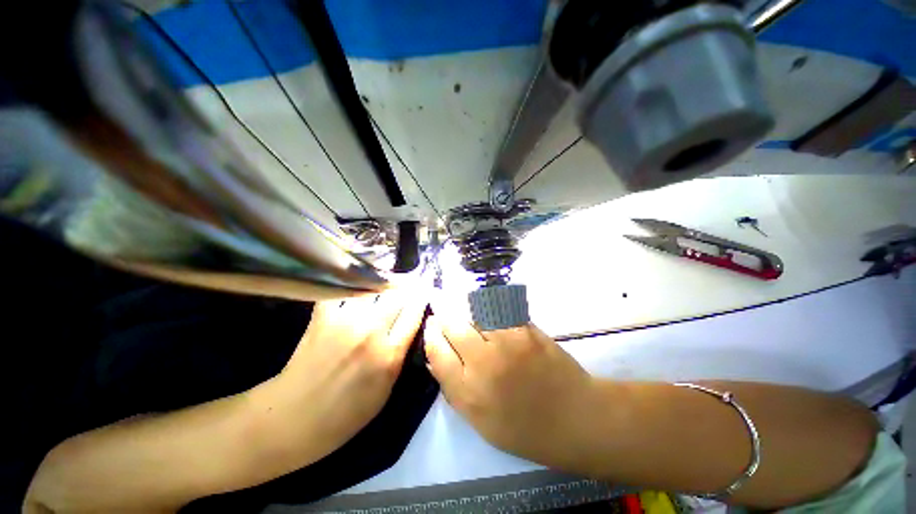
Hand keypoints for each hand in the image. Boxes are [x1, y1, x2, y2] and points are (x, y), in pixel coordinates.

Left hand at [258, 288, 427, 461]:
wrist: (293, 417)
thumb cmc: (346, 413)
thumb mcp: (387, 389)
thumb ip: (401, 354)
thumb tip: (410, 325)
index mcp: (390, 354)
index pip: (414, 312)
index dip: (422, 297)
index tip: (425, 289)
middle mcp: (371, 331)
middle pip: (398, 295)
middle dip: (407, 285)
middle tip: (410, 281)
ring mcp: (346, 321)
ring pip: (374, 288)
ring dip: (384, 284)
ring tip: (387, 282)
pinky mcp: (324, 315)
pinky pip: (346, 290)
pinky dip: (355, 287)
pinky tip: (359, 286)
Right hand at [423, 311, 595, 470]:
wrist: (575, 417)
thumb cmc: (526, 428)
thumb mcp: (481, 422)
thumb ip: (455, 390)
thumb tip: (437, 358)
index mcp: (470, 393)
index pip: (438, 353)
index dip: (431, 336)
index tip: (431, 327)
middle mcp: (484, 363)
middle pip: (453, 328)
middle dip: (444, 318)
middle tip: (442, 315)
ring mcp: (507, 342)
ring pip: (474, 314)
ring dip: (465, 311)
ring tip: (463, 311)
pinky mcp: (526, 329)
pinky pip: (499, 310)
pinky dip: (488, 308)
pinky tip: (486, 309)